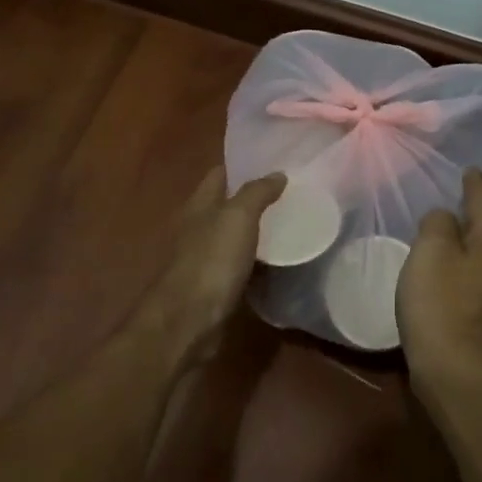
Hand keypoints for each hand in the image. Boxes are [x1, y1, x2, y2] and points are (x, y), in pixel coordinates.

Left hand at [135, 168, 284, 364]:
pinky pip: (239, 266)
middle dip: (254, 198)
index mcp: (199, 205)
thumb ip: (257, 193)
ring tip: (292, 223)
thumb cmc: (211, 261)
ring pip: (234, 237)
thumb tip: (278, 173)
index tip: (274, 161)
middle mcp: (197, 228)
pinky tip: (279, 262)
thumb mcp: (238, 217)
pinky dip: (256, 262)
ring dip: (256, 231)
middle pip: (226, 205)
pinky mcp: (214, 287)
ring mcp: (204, 259)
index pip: (219, 174)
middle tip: (292, 192)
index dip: (243, 165)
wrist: (189, 321)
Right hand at [398, 169, 481, 392]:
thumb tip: (444, 218)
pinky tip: (443, 267)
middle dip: (478, 210)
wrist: (456, 372)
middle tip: (462, 193)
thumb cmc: (442, 304)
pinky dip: (459, 263)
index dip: (475, 184)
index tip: (470, 169)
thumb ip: (438, 224)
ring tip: (450, 226)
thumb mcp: (432, 251)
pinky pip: (471, 276)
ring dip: (468, 238)